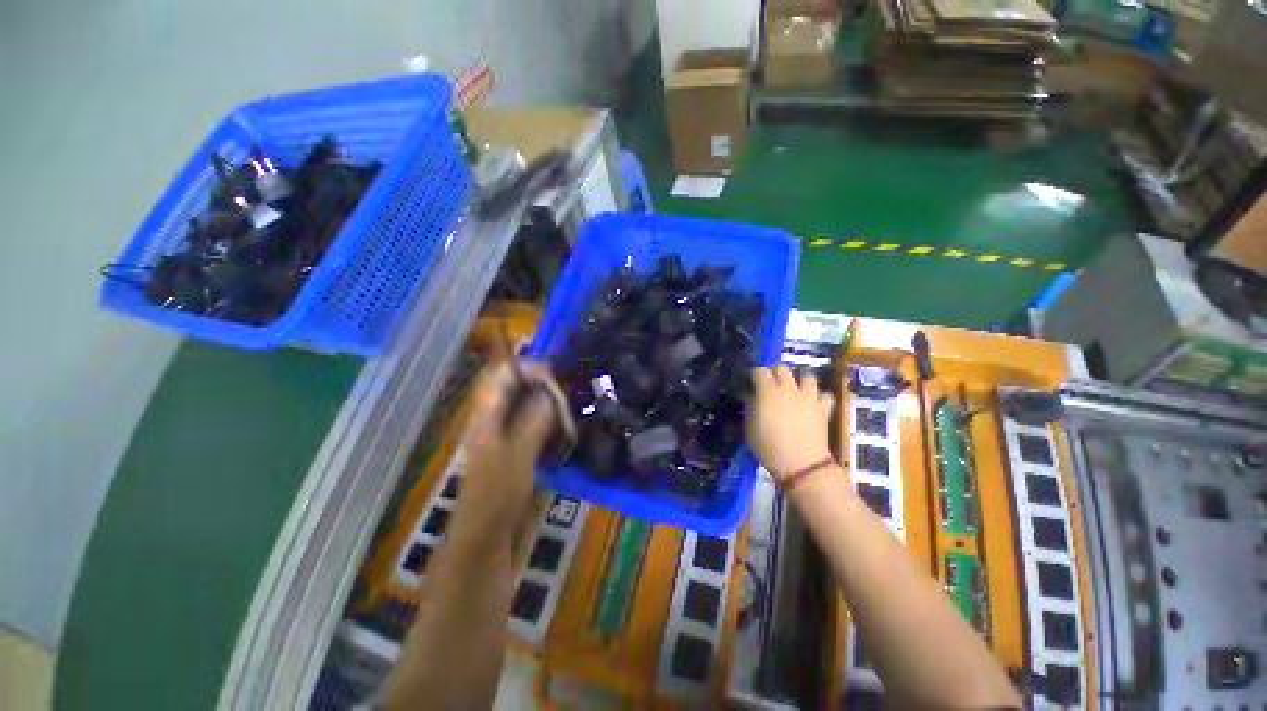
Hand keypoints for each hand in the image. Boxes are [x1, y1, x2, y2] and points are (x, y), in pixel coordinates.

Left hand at [453, 361, 560, 541]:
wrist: (484, 534)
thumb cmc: (498, 494)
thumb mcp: (519, 454)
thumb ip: (534, 419)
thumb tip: (551, 393)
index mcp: (486, 415)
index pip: (502, 374)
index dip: (527, 367)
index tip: (554, 373)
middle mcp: (490, 417)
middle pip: (512, 385)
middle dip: (538, 382)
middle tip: (563, 391)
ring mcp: (499, 431)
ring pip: (521, 402)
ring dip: (542, 399)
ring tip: (564, 405)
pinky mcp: (509, 445)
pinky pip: (527, 419)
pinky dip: (543, 416)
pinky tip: (558, 425)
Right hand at [747, 366, 835, 483]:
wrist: (801, 464)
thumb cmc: (768, 447)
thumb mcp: (749, 428)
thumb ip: (750, 407)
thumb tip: (752, 396)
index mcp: (768, 391)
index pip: (760, 371)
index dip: (755, 373)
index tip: (752, 379)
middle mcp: (789, 389)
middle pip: (783, 368)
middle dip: (776, 372)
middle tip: (771, 382)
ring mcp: (809, 397)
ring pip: (807, 376)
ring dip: (800, 379)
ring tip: (795, 388)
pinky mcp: (823, 408)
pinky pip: (825, 394)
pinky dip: (819, 396)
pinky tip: (813, 402)